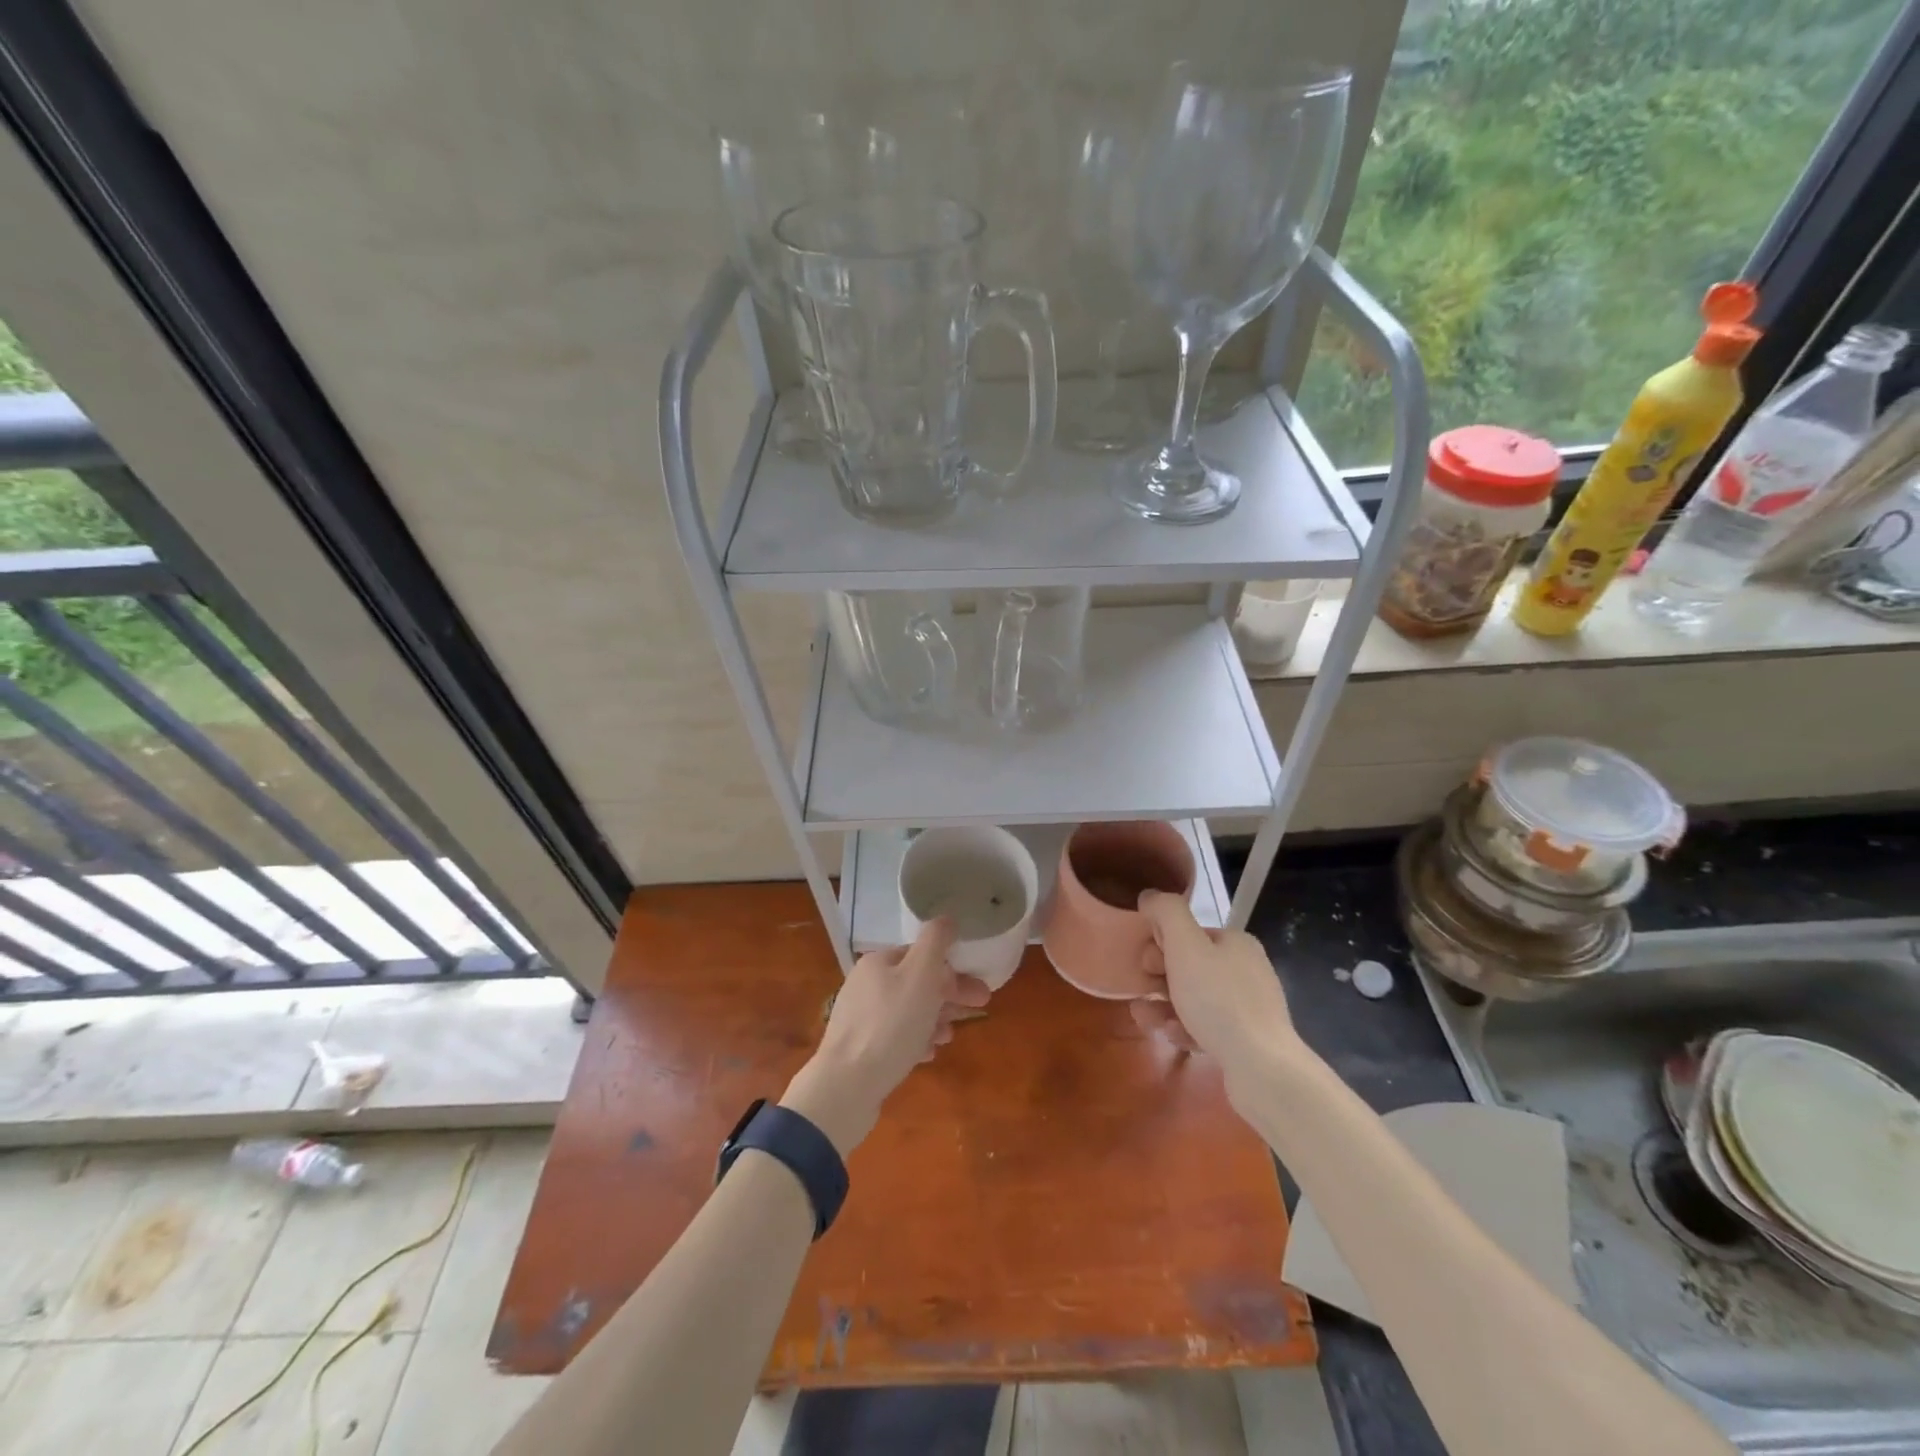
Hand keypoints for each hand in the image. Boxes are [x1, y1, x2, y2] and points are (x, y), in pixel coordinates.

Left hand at [781, 919, 990, 1153]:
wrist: (847, 1086)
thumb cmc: (890, 1025)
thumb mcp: (920, 974)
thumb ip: (936, 942)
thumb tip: (946, 919)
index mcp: (878, 962)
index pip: (921, 955)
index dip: (952, 968)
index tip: (979, 988)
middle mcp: (866, 984)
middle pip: (917, 983)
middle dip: (950, 996)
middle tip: (980, 1009)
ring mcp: (861, 1017)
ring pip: (909, 1011)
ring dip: (935, 1019)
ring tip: (950, 1036)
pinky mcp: (860, 1049)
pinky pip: (896, 1037)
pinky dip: (916, 1040)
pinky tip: (928, 1053)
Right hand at [1130, 891, 1298, 1089]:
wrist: (1262, 1068)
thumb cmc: (1218, 1000)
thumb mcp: (1185, 945)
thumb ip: (1166, 912)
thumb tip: (1150, 896)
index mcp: (1235, 943)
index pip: (1189, 933)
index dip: (1161, 944)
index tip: (1145, 964)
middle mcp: (1246, 970)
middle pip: (1189, 966)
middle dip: (1159, 979)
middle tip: (1142, 992)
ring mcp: (1249, 1007)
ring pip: (1194, 999)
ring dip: (1164, 1006)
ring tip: (1145, 1019)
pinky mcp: (1247, 1040)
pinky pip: (1206, 1027)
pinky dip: (1185, 1029)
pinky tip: (1172, 1038)